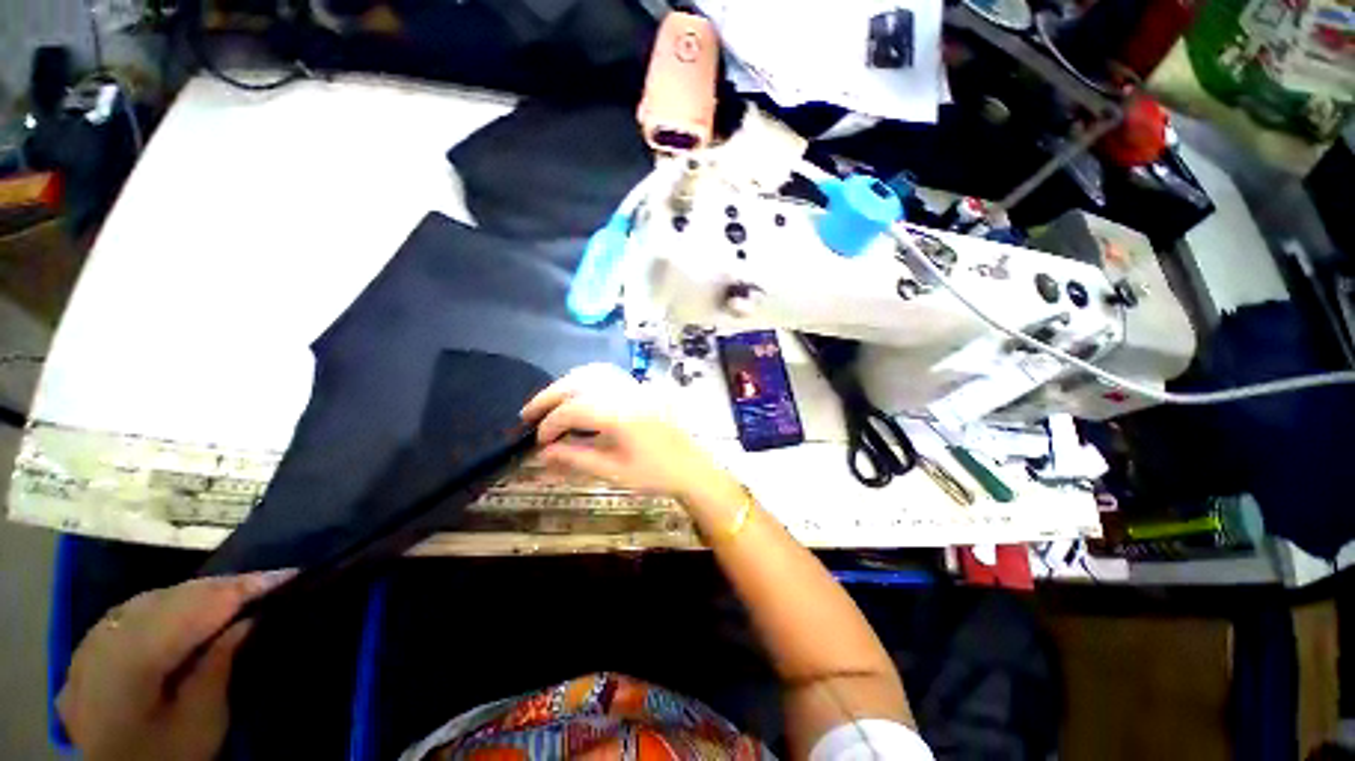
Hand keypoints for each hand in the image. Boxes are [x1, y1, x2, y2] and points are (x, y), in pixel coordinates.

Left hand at [57, 572, 291, 760]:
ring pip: (152, 598)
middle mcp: (110, 635)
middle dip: (224, 586)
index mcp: (136, 653)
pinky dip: (167, 605)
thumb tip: (247, 619)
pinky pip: (133, 612)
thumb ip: (218, 666)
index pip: (200, 604)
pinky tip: (184, 612)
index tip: (291, 573)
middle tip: (269, 581)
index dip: (246, 586)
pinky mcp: (87, 651)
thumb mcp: (201, 722)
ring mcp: (92, 641)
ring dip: (196, 594)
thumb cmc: (164, 757)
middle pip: (173, 596)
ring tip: (235, 594)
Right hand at [521, 363, 727, 501]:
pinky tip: (578, 394)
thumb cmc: (654, 474)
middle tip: (527, 413)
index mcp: (620, 414)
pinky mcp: (640, 389)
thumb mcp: (613, 472)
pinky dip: (586, 380)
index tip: (537, 441)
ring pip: (593, 374)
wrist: (691, 467)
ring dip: (566, 385)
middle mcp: (626, 393)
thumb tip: (543, 452)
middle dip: (549, 396)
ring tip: (548, 402)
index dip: (550, 424)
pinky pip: (608, 375)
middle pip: (579, 383)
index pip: (574, 409)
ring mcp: (635, 388)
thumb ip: (577, 458)